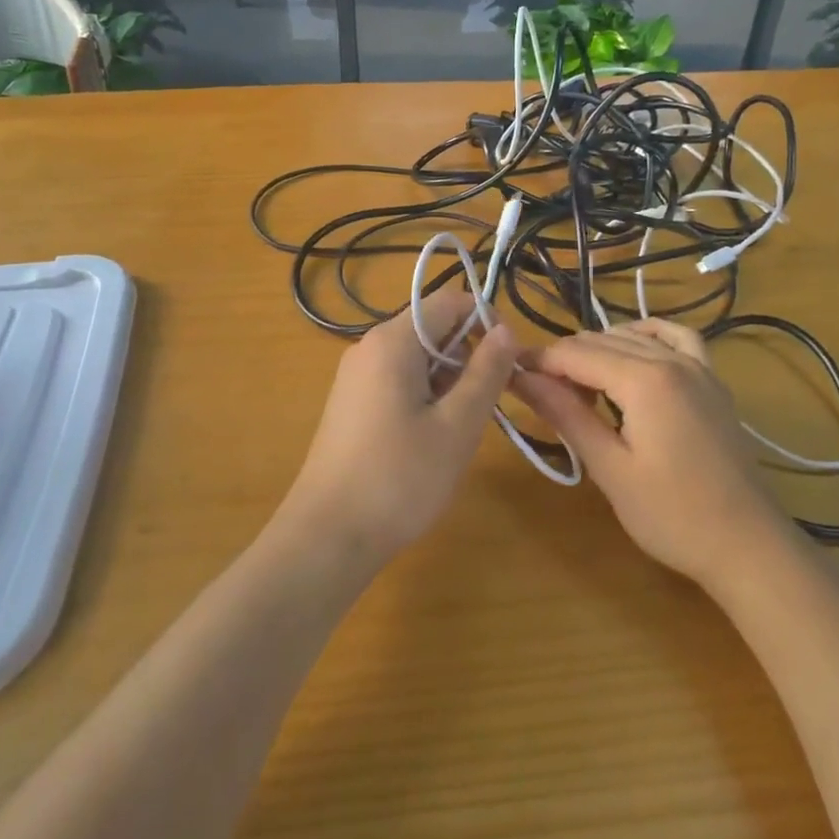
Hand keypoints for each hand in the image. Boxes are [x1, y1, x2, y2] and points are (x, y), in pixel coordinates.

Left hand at [275, 286, 519, 571]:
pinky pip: (397, 380)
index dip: (486, 322)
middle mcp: (369, 347)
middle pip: (431, 329)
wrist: (328, 536)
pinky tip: (431, 439)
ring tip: (459, 429)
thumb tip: (505, 330)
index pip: (449, 302)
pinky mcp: (351, 403)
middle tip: (488, 404)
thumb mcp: (458, 425)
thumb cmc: (400, 478)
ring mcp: (355, 376)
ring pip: (416, 358)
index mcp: (393, 341)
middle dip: (467, 356)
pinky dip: (424, 396)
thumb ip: (486, 372)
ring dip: (448, 381)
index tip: (510, 362)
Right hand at [514, 319, 781, 585]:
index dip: (538, 362)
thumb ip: (566, 414)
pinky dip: (646, 337)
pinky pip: (676, 338)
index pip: (574, 354)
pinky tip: (631, 352)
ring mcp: (698, 366)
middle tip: (537, 393)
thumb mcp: (610, 468)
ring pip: (632, 336)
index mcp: (644, 380)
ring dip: (598, 352)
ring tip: (578, 388)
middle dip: (563, 360)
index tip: (508, 374)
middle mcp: (672, 360)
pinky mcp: (713, 380)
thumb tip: (521, 378)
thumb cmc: (673, 516)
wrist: (748, 545)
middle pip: (600, 341)